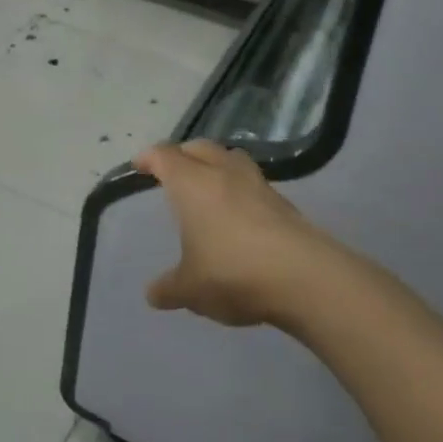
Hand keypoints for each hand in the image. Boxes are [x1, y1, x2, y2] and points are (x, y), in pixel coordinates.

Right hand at [135, 140, 346, 327]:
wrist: (303, 277)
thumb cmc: (232, 272)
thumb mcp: (190, 288)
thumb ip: (169, 288)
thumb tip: (153, 294)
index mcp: (191, 183)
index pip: (164, 156)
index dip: (149, 158)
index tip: (139, 165)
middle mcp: (222, 172)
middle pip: (199, 147)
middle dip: (183, 154)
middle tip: (173, 170)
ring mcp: (257, 184)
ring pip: (231, 158)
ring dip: (216, 164)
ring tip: (209, 184)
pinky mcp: (283, 202)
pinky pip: (253, 182)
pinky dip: (240, 188)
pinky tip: (239, 212)